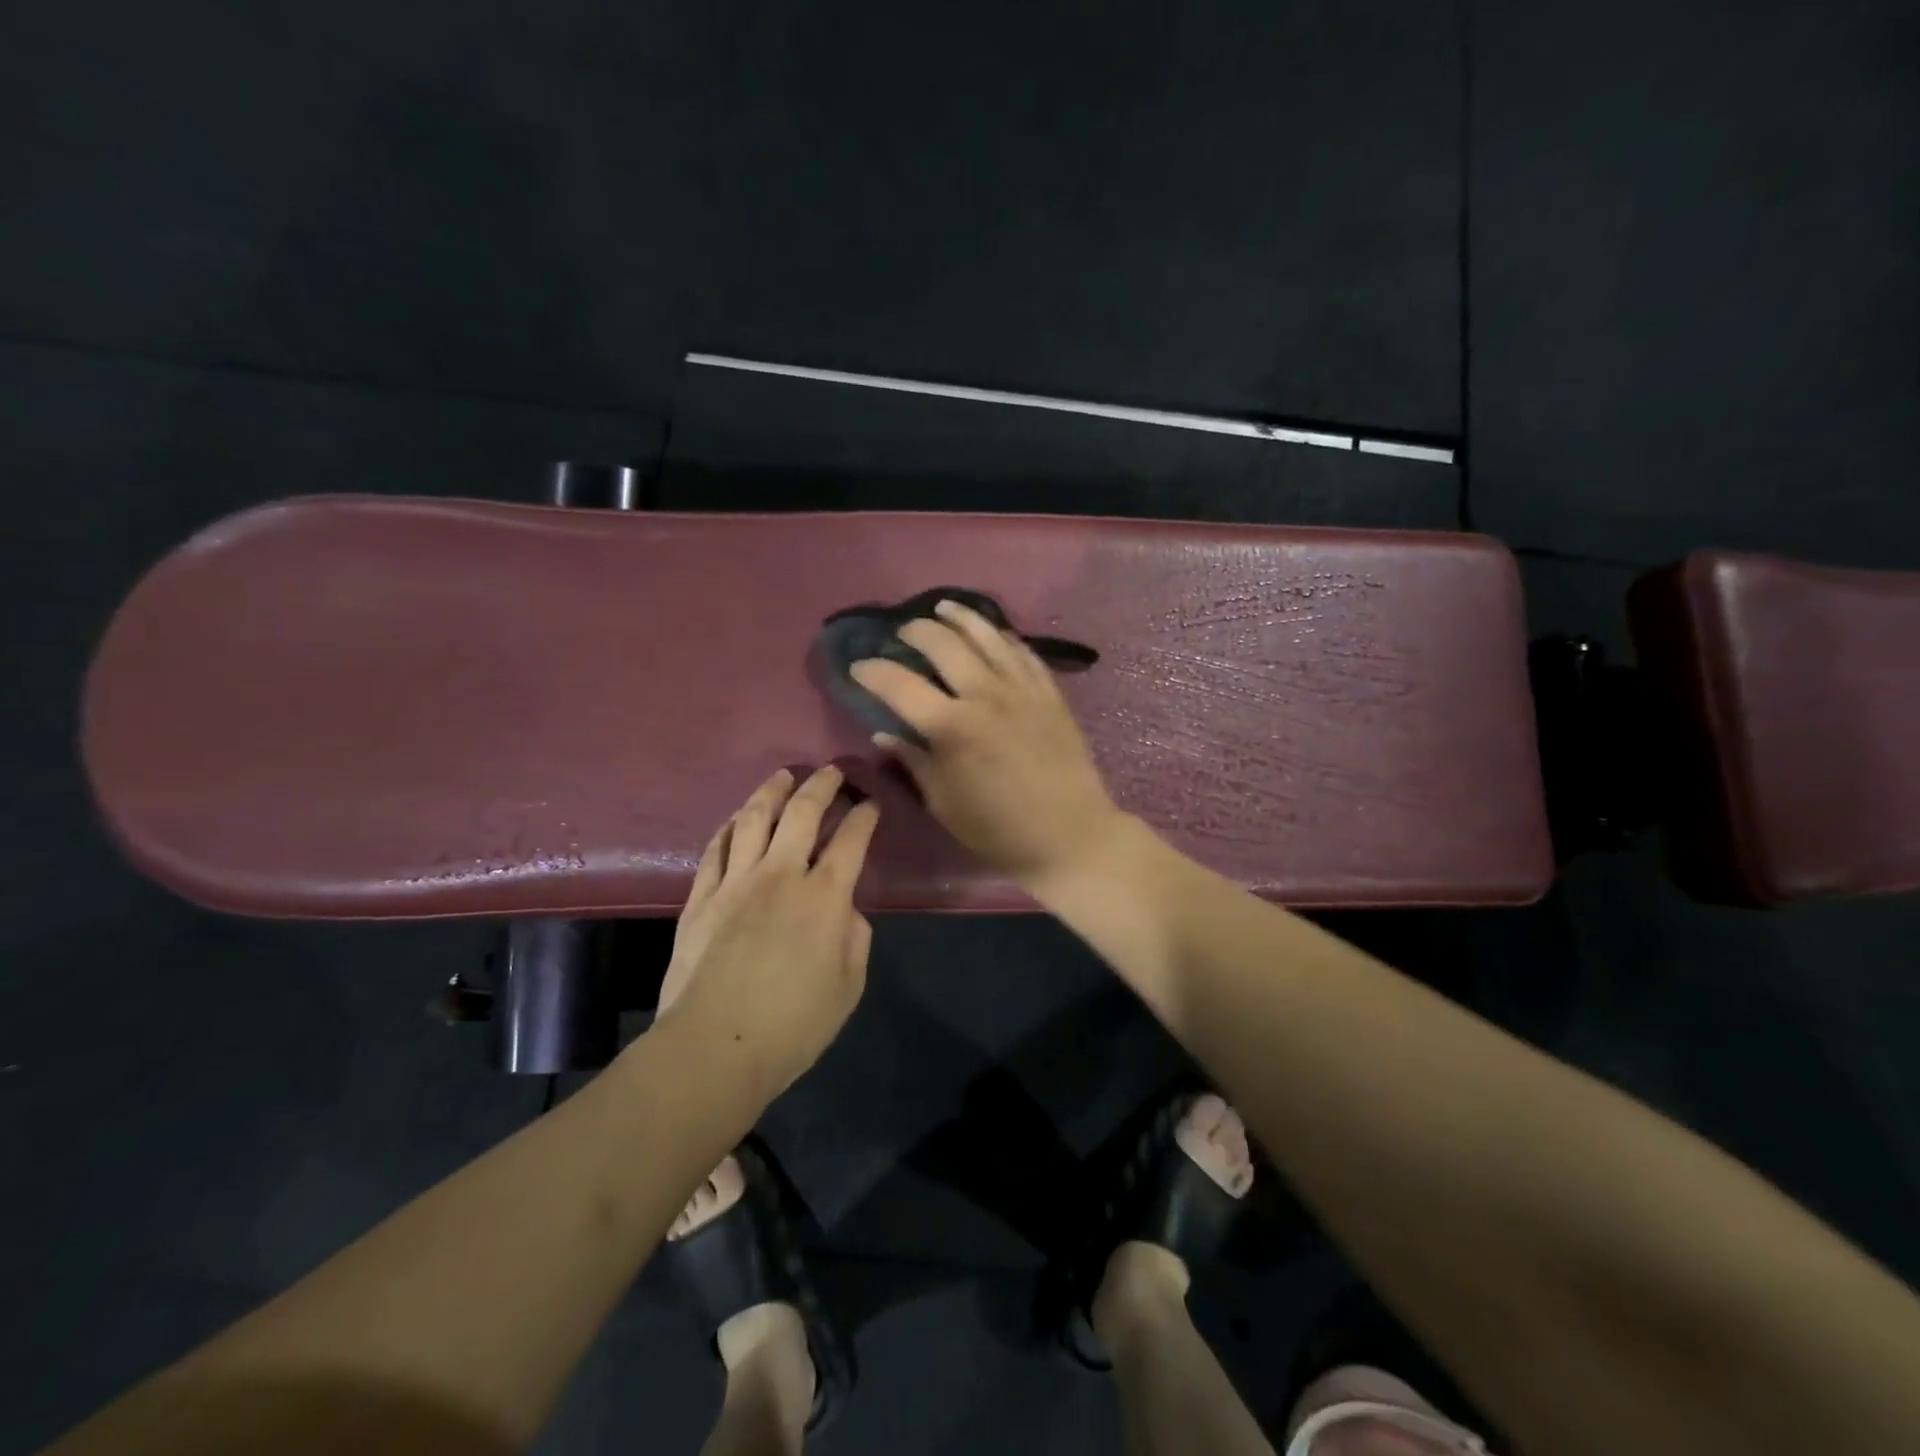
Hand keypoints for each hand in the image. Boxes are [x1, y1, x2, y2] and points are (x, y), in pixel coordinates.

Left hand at [656, 765, 878, 1095]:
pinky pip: (716, 848)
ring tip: (783, 776)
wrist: (714, 1048)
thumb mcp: (848, 988)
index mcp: (824, 897)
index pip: (850, 840)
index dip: (864, 816)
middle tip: (831, 772)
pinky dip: (730, 826)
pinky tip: (737, 818)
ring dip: (772, 791)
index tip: (870, 804)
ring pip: (754, 819)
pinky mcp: (701, 897)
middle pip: (802, 813)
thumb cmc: (792, 1026)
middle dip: (821, 785)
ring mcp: (735, 882)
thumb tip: (843, 911)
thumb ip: (853, 939)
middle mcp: (781, 875)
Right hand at [850, 598, 1123, 891]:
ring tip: (942, 608)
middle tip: (900, 634)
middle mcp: (985, 695)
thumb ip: (913, 760)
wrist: (1070, 835)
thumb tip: (885, 732)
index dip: (873, 671)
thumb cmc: (998, 829)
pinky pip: (1022, 651)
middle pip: (942, 644)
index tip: (858, 667)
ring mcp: (1022, 689)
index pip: (899, 684)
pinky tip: (992, 631)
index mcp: (951, 727)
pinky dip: (1001, 635)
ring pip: (986, 635)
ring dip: (959, 617)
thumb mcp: (943, 803)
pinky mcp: (1049, 692)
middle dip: (914, 632)